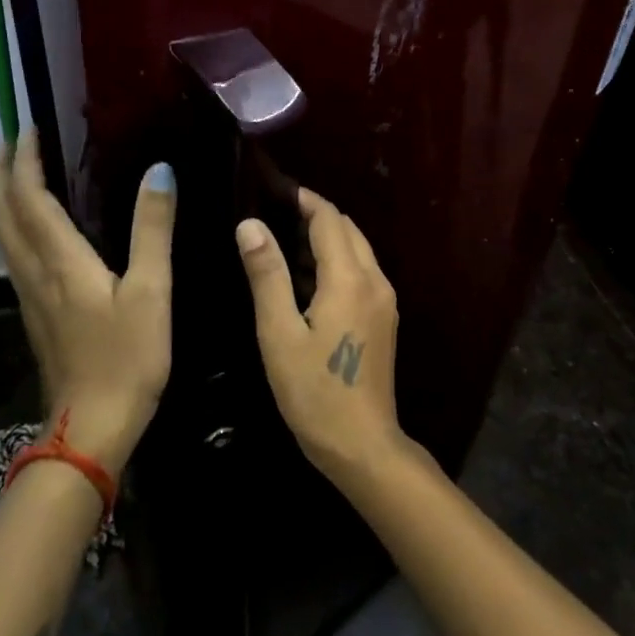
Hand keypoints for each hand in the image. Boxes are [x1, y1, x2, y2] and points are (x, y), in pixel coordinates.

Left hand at [0, 136, 176, 473]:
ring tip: (10, 173)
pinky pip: (14, 255)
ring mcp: (30, 296)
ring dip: (1, 199)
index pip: (29, 198)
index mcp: (60, 260)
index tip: (27, 126)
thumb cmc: (127, 357)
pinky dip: (13, 226)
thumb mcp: (152, 290)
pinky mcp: (35, 314)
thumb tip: (160, 171)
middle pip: (2, 214)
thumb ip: (153, 229)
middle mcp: (34, 272)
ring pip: (3, 236)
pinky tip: (30, 229)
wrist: (91, 426)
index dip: (25, 161)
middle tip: (4, 140)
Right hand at [236, 188, 405, 486]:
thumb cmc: (313, 391)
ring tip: (281, 244)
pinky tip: (305, 280)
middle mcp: (375, 280)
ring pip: (356, 251)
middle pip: (347, 230)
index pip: (329, 219)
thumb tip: (250, 224)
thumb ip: (267, 274)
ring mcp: (384, 300)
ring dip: (324, 240)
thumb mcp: (279, 333)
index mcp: (350, 278)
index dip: (303, 199)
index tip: (272, 190)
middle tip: (271, 217)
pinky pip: (360, 273)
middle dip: (313, 216)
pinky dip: (335, 263)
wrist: (362, 444)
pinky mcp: (384, 318)